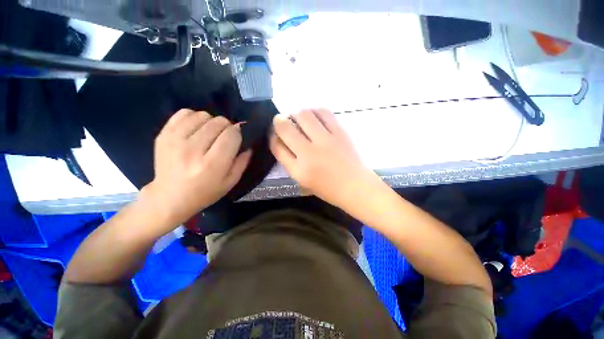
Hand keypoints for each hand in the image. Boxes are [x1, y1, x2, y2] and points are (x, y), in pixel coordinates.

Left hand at [142, 109, 251, 225]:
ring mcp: (175, 140)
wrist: (170, 197)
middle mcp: (193, 149)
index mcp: (212, 164)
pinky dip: (194, 117)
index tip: (236, 139)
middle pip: (219, 122)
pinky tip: (196, 128)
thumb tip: (248, 144)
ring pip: (203, 115)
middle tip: (224, 138)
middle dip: (227, 127)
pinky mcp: (163, 134)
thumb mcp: (231, 182)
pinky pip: (184, 113)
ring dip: (211, 122)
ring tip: (209, 134)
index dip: (238, 134)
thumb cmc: (205, 192)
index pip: (232, 135)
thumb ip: (242, 162)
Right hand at [270, 109, 378, 208]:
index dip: (272, 137)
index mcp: (299, 170)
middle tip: (283, 121)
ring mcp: (326, 140)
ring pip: (303, 115)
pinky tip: (314, 116)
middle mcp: (309, 153)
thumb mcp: (303, 181)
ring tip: (299, 119)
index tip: (274, 133)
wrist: (355, 186)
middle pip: (286, 127)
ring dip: (296, 114)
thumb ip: (290, 162)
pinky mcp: (340, 132)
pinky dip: (315, 111)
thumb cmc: (328, 188)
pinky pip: (323, 112)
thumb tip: (282, 140)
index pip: (277, 147)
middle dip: (279, 121)